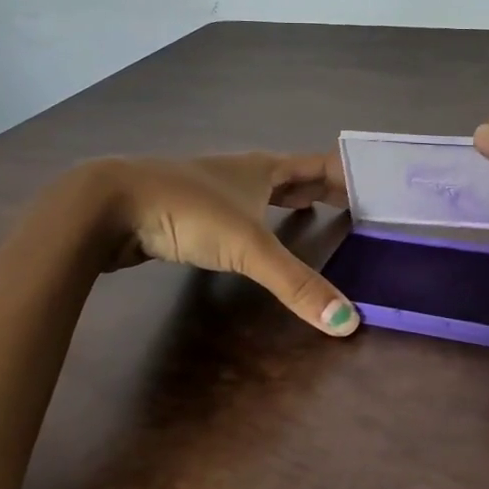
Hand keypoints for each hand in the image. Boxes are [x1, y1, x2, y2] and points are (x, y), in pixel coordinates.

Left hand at [73, 152, 357, 334]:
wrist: (108, 206)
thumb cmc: (187, 211)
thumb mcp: (248, 247)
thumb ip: (297, 284)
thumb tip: (348, 323)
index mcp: (264, 169)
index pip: (321, 164)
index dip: (351, 173)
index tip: (380, 186)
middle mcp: (243, 173)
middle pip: (295, 175)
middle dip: (325, 188)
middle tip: (358, 204)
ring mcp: (214, 190)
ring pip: (264, 192)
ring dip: (291, 200)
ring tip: (315, 213)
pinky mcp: (190, 212)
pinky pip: (239, 211)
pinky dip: (260, 219)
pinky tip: (256, 236)